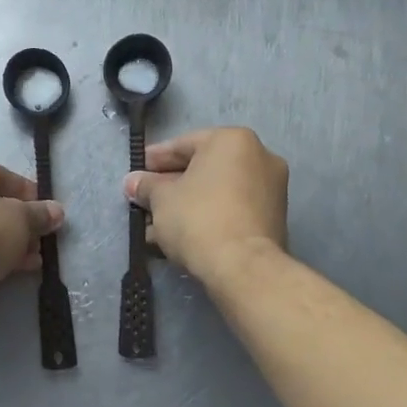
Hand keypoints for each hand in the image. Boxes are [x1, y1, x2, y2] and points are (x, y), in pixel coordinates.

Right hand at [123, 127, 287, 285]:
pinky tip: (181, 235)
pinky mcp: (274, 218)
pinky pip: (232, 209)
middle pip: (204, 168)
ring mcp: (271, 188)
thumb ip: (146, 186)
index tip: (137, 173)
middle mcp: (259, 156)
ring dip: (187, 204)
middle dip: (171, 185)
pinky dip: (208, 217)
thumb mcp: (161, 198)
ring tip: (157, 225)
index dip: (155, 160)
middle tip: (146, 199)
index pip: (184, 144)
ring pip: (218, 191)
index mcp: (233, 140)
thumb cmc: (198, 218)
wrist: (243, 267)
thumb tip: (133, 182)